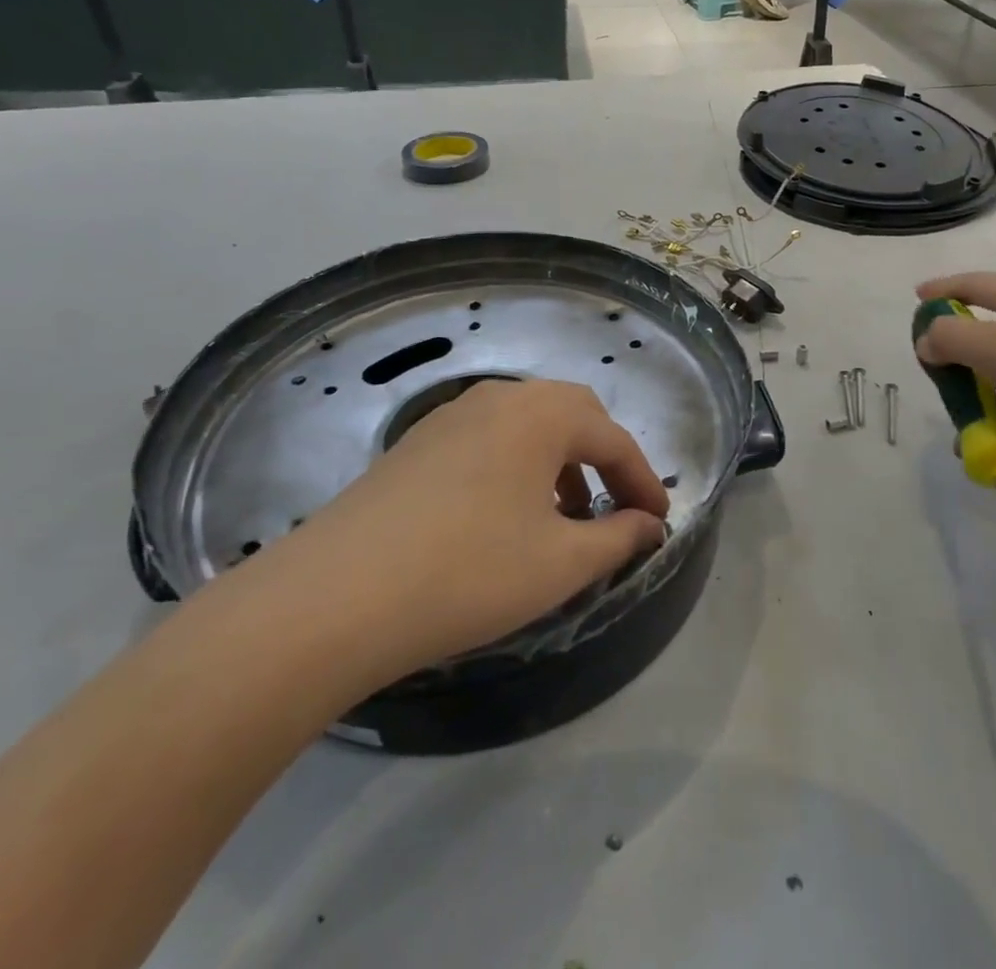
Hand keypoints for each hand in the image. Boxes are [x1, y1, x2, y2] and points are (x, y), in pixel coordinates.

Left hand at [250, 379, 669, 690]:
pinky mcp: (415, 444)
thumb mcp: (560, 563)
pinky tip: (504, 517)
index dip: (642, 480)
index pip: (613, 438)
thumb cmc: (470, 572)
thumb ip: (617, 537)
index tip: (660, 521)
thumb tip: (648, 525)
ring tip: (561, 518)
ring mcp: (450, 416)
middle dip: (602, 458)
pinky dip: (516, 467)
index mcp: (541, 413)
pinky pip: (487, 441)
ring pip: (526, 426)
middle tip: (615, 506)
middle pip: (570, 415)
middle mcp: (498, 398)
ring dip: (558, 462)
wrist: (336, 596)